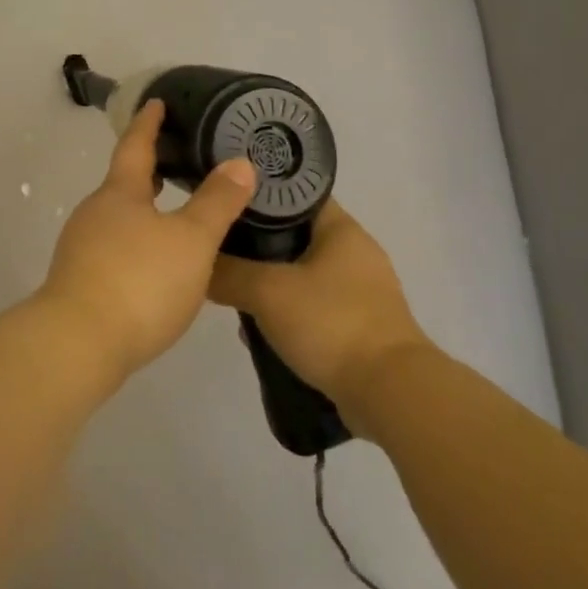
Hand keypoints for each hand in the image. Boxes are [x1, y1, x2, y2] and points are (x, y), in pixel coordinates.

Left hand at [37, 100, 256, 386]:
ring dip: (144, 209)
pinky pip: (113, 247)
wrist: (79, 342)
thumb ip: (216, 203)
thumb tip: (240, 162)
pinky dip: (136, 241)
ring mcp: (82, 247)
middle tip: (178, 161)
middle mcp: (95, 212)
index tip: (156, 103)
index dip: (148, 123)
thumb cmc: (140, 281)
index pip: (135, 146)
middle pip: (123, 182)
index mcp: (119, 193)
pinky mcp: (80, 280)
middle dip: (149, 170)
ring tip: (174, 214)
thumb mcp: (190, 240)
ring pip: (118, 217)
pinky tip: (155, 263)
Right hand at [208, 201, 430, 416]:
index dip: (259, 194)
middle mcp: (356, 253)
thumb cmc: (331, 324)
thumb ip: (228, 273)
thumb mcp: (267, 292)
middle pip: (294, 235)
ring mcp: (361, 292)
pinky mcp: (361, 327)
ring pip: (301, 274)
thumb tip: (197, 263)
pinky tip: (261, 329)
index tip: (224, 202)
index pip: (295, 194)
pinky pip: (313, 307)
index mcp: (342, 229)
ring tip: (234, 293)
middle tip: (221, 251)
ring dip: (270, 283)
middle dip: (257, 246)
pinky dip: (288, 313)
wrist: (391, 394)